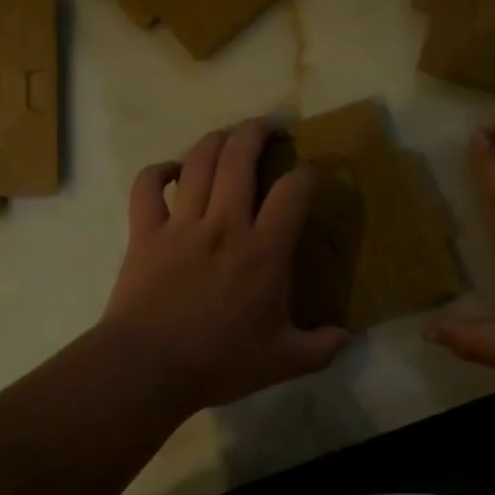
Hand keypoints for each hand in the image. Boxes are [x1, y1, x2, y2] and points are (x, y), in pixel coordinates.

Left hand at [100, 118, 351, 412]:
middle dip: (258, 131)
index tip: (312, 173)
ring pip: (198, 161)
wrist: (147, 367)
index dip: (308, 173)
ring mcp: (181, 224)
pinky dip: (159, 170)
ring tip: (230, 135)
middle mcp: (224, 224)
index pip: (293, 191)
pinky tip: (171, 170)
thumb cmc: (219, 362)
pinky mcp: (145, 232)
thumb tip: (349, 338)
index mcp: (263, 251)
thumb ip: (321, 348)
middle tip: (270, 126)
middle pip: (240, 156)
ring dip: (217, 139)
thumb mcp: (283, 362)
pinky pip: (147, 186)